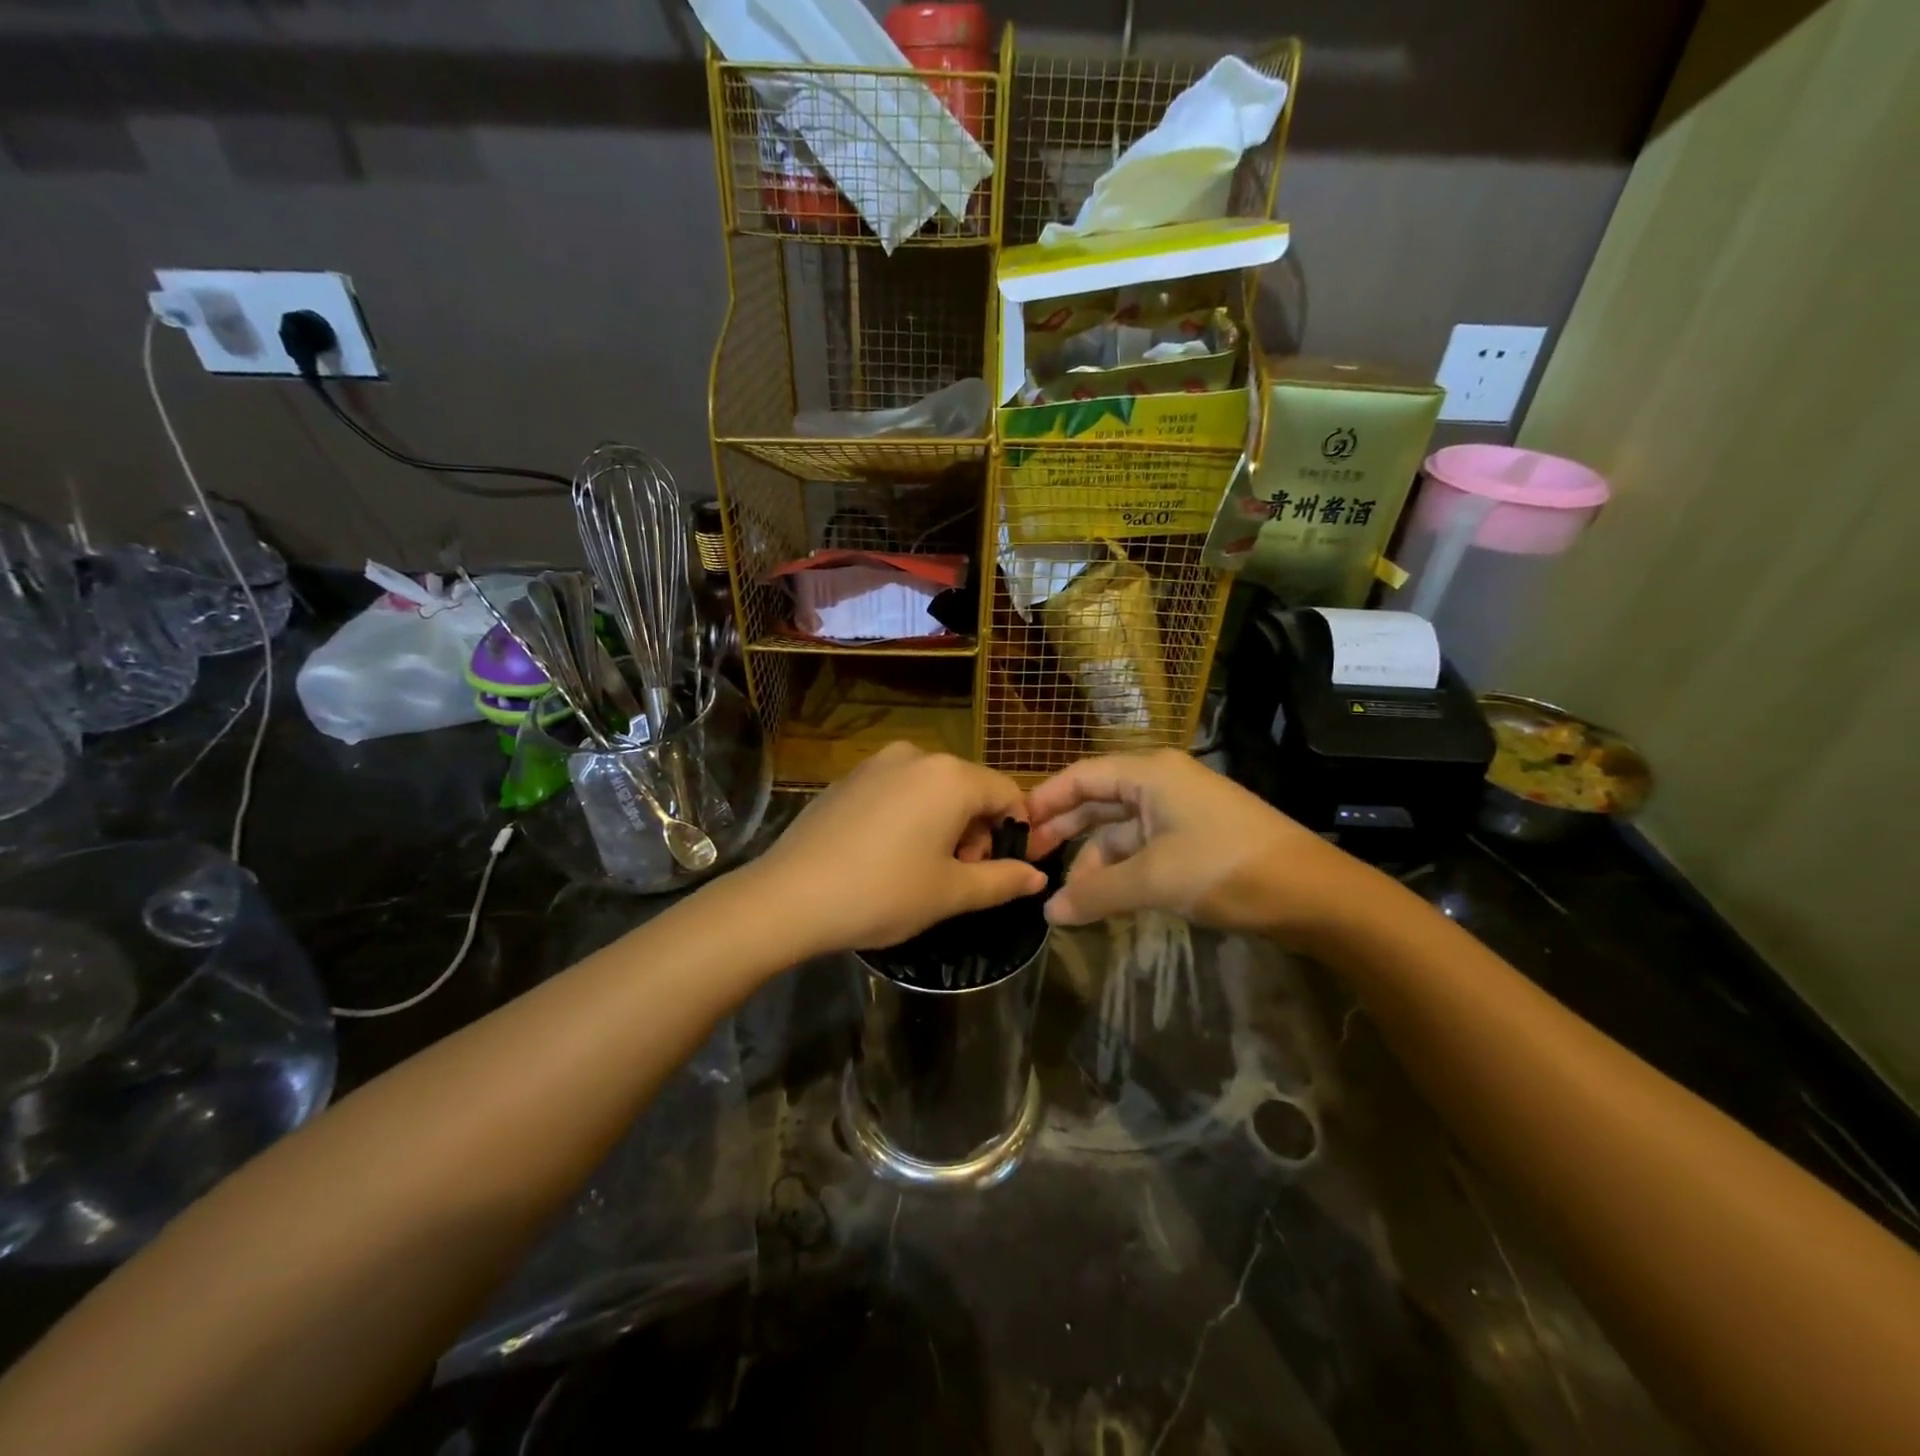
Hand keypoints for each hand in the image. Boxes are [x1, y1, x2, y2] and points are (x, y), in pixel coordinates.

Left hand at [747, 742, 1045, 957]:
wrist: (789, 896)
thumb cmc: (883, 893)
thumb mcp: (951, 893)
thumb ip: (1002, 880)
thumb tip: (1038, 878)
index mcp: (951, 776)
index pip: (1008, 794)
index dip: (1013, 833)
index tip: (998, 871)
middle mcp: (917, 756)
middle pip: (970, 788)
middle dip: (975, 831)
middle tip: (956, 877)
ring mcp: (877, 763)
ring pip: (933, 789)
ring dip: (942, 824)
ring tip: (920, 869)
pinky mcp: (849, 778)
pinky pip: (897, 791)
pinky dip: (908, 817)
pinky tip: (884, 855)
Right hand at [1025, 750, 1367, 942]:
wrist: (1312, 892)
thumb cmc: (1224, 867)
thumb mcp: (1153, 880)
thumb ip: (1095, 894)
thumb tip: (1048, 913)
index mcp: (1150, 774)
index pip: (1081, 776)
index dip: (1045, 800)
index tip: (1014, 828)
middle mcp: (1161, 783)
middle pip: (1098, 800)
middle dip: (1064, 831)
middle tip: (1030, 860)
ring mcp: (1180, 810)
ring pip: (1120, 829)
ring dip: (1093, 860)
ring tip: (1067, 896)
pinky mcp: (1194, 837)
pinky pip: (1143, 847)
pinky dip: (1121, 869)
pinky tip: (1104, 898)